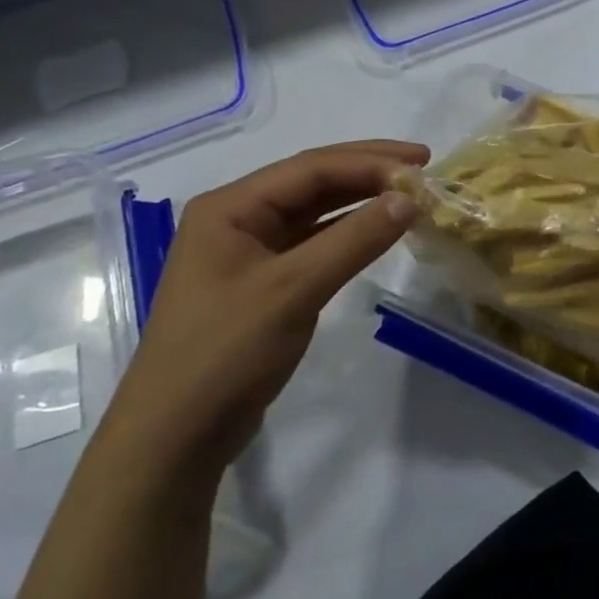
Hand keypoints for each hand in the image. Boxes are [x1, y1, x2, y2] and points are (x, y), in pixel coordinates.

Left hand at [99, 140, 425, 479]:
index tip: (422, 165)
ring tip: (410, 193)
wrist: (176, 436)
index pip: (311, 168)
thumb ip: (354, 239)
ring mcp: (250, 251)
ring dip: (362, 199)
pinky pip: (314, 242)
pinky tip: (379, 230)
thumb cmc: (226, 353)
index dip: (370, 162)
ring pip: (316, 211)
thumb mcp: (294, 290)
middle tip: (423, 165)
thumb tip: (410, 199)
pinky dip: (349, 233)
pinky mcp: (264, 282)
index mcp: (231, 206)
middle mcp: (238, 218)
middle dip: (369, 171)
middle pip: (313, 181)